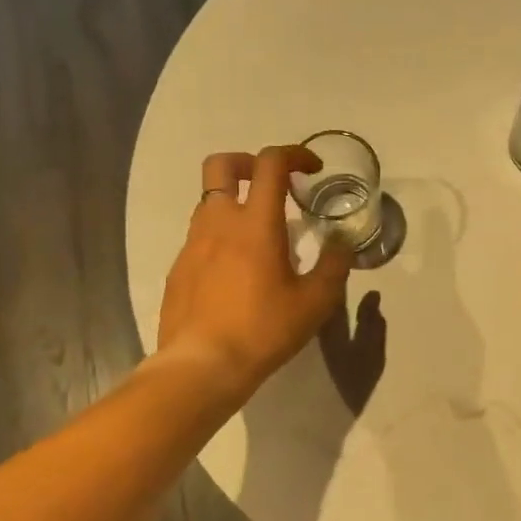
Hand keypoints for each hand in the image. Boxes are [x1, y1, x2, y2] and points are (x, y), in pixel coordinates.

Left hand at [158, 146, 352, 392]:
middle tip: (271, 185)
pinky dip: (219, 238)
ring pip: (209, 202)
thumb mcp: (315, 303)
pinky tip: (235, 273)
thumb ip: (334, 266)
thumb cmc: (263, 330)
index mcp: (256, 223)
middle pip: (222, 164)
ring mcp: (192, 244)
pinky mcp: (178, 268)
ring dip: (234, 203)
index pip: (270, 163)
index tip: (311, 169)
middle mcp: (219, 222)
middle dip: (248, 162)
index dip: (294, 154)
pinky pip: (199, 237)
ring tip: (258, 237)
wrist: (202, 366)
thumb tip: (341, 244)